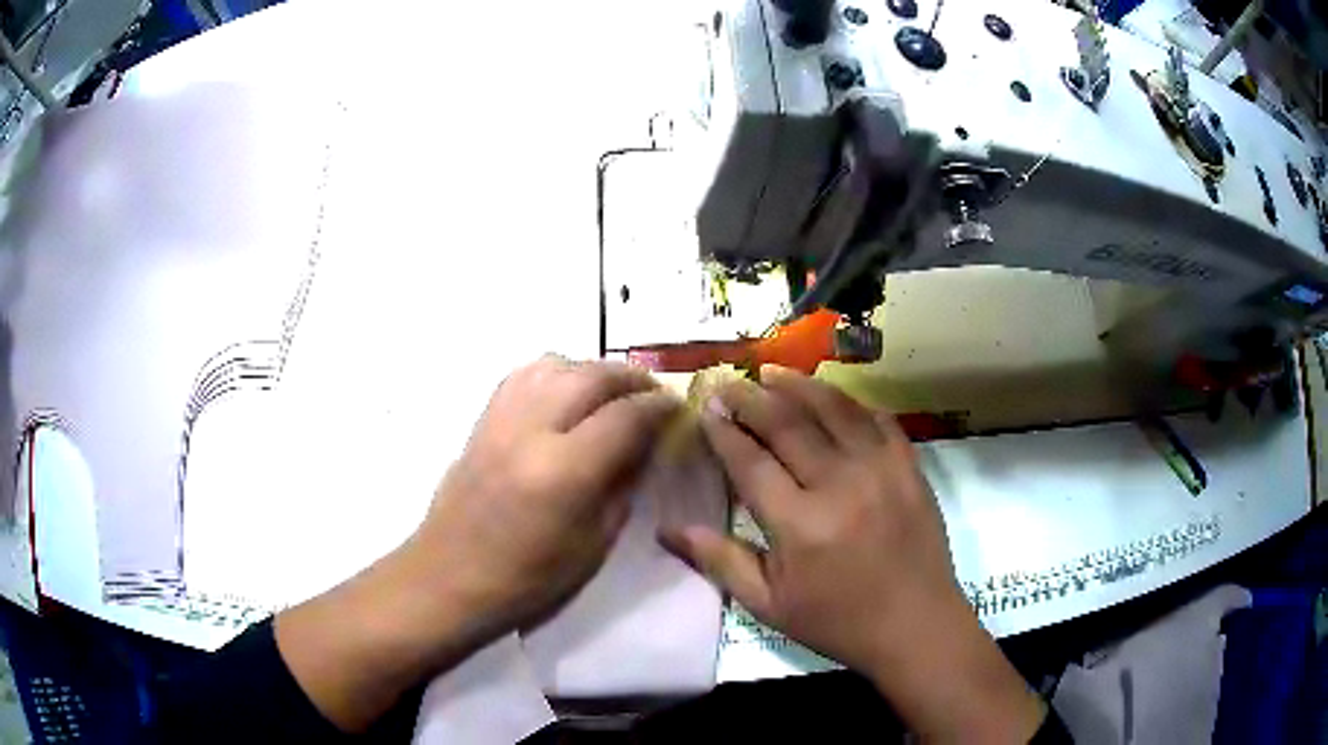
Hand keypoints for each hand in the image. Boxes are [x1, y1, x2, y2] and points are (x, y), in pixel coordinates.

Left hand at [413, 354, 682, 638]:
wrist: (449, 577)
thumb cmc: (528, 579)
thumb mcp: (594, 544)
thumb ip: (623, 486)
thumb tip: (646, 445)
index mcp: (564, 471)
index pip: (626, 416)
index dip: (659, 407)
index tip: (678, 409)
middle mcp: (531, 431)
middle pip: (591, 376)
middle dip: (631, 378)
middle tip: (653, 393)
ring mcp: (500, 420)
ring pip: (555, 364)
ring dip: (592, 370)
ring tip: (611, 391)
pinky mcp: (481, 420)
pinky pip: (523, 375)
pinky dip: (554, 373)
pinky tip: (564, 393)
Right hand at [659, 366, 1042, 741]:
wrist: (916, 625)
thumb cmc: (837, 621)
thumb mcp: (769, 605)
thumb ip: (720, 561)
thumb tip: (667, 529)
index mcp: (800, 524)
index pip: (751, 461)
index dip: (724, 431)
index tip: (706, 409)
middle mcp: (839, 484)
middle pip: (788, 424)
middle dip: (752, 398)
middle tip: (728, 383)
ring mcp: (881, 468)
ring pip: (834, 408)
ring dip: (799, 385)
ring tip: (772, 372)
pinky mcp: (910, 465)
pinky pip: (877, 418)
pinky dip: (850, 402)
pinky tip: (831, 396)